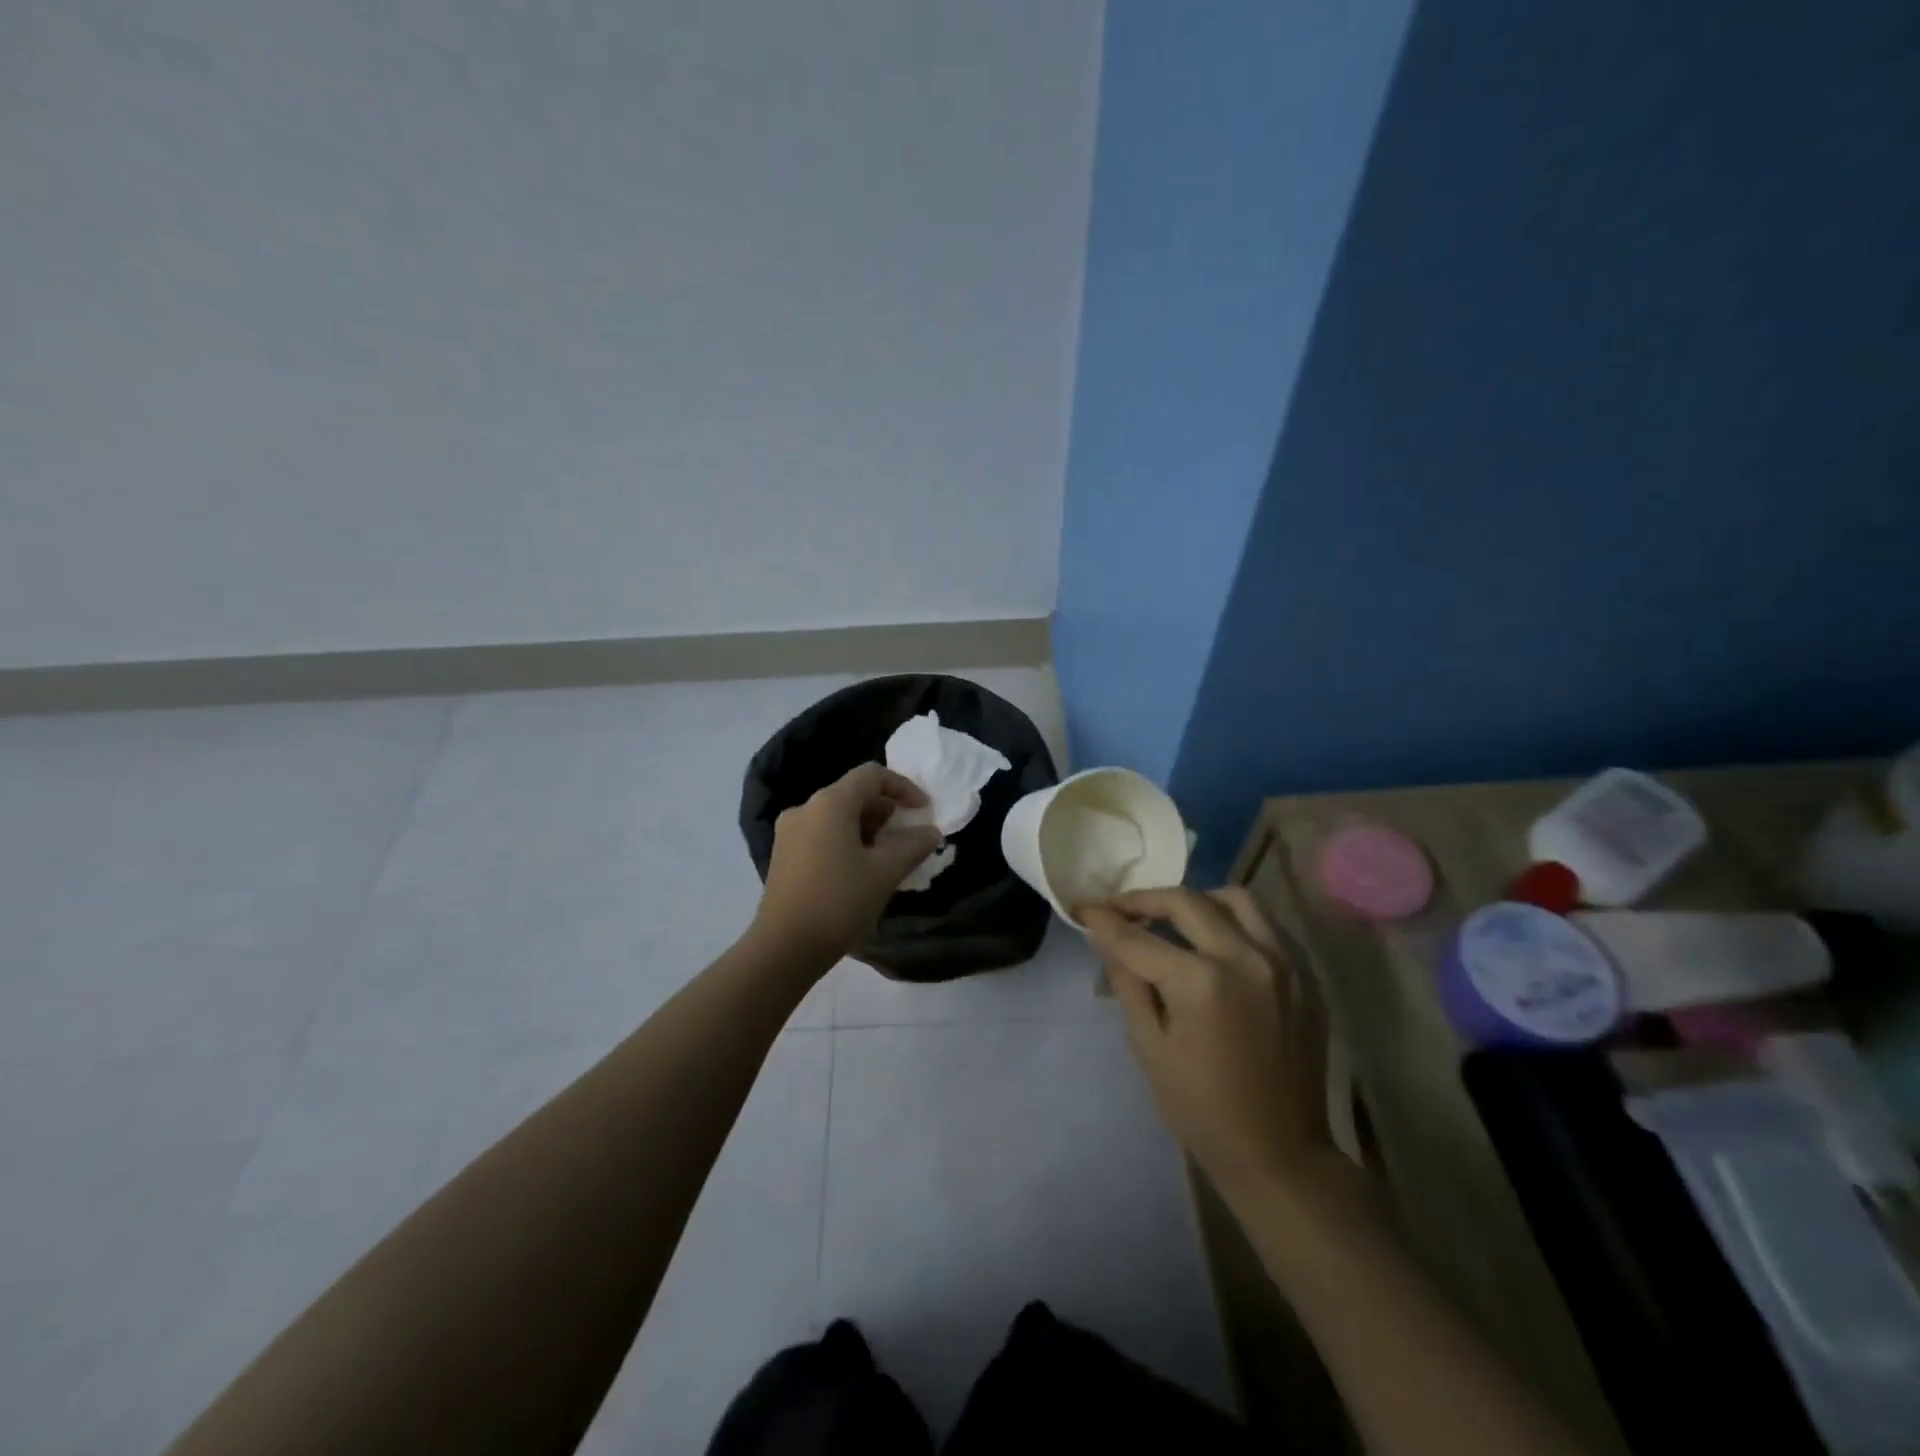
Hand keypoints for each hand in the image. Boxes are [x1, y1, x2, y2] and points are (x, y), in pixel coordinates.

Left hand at [753, 763, 944, 965]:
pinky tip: (861, 868)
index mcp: (830, 803)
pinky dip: (847, 840)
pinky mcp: (783, 854)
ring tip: (888, 855)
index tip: (923, 810)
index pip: (872, 775)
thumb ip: (913, 845)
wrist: (785, 948)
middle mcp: (805, 808)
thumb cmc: (840, 902)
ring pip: (837, 815)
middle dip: (886, 810)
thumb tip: (931, 832)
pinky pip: (822, 833)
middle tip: (908, 836)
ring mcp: (789, 832)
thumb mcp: (886, 872)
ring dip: (867, 827)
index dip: (903, 787)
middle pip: (853, 793)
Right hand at [1081, 887, 1329, 1196]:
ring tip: (1172, 919)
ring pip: (1235, 899)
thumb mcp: (1149, 1048)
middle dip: (1144, 900)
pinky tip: (1214, 943)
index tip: (1083, 908)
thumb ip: (1128, 983)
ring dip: (1196, 901)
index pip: (1139, 938)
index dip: (1104, 920)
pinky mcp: (1305, 976)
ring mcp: (1284, 963)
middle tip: (1119, 910)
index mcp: (1201, 983)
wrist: (1281, 1155)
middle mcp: (1245, 958)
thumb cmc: (1202, 1110)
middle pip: (1186, 902)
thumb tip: (1108, 938)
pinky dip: (1233, 921)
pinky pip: (1266, 926)